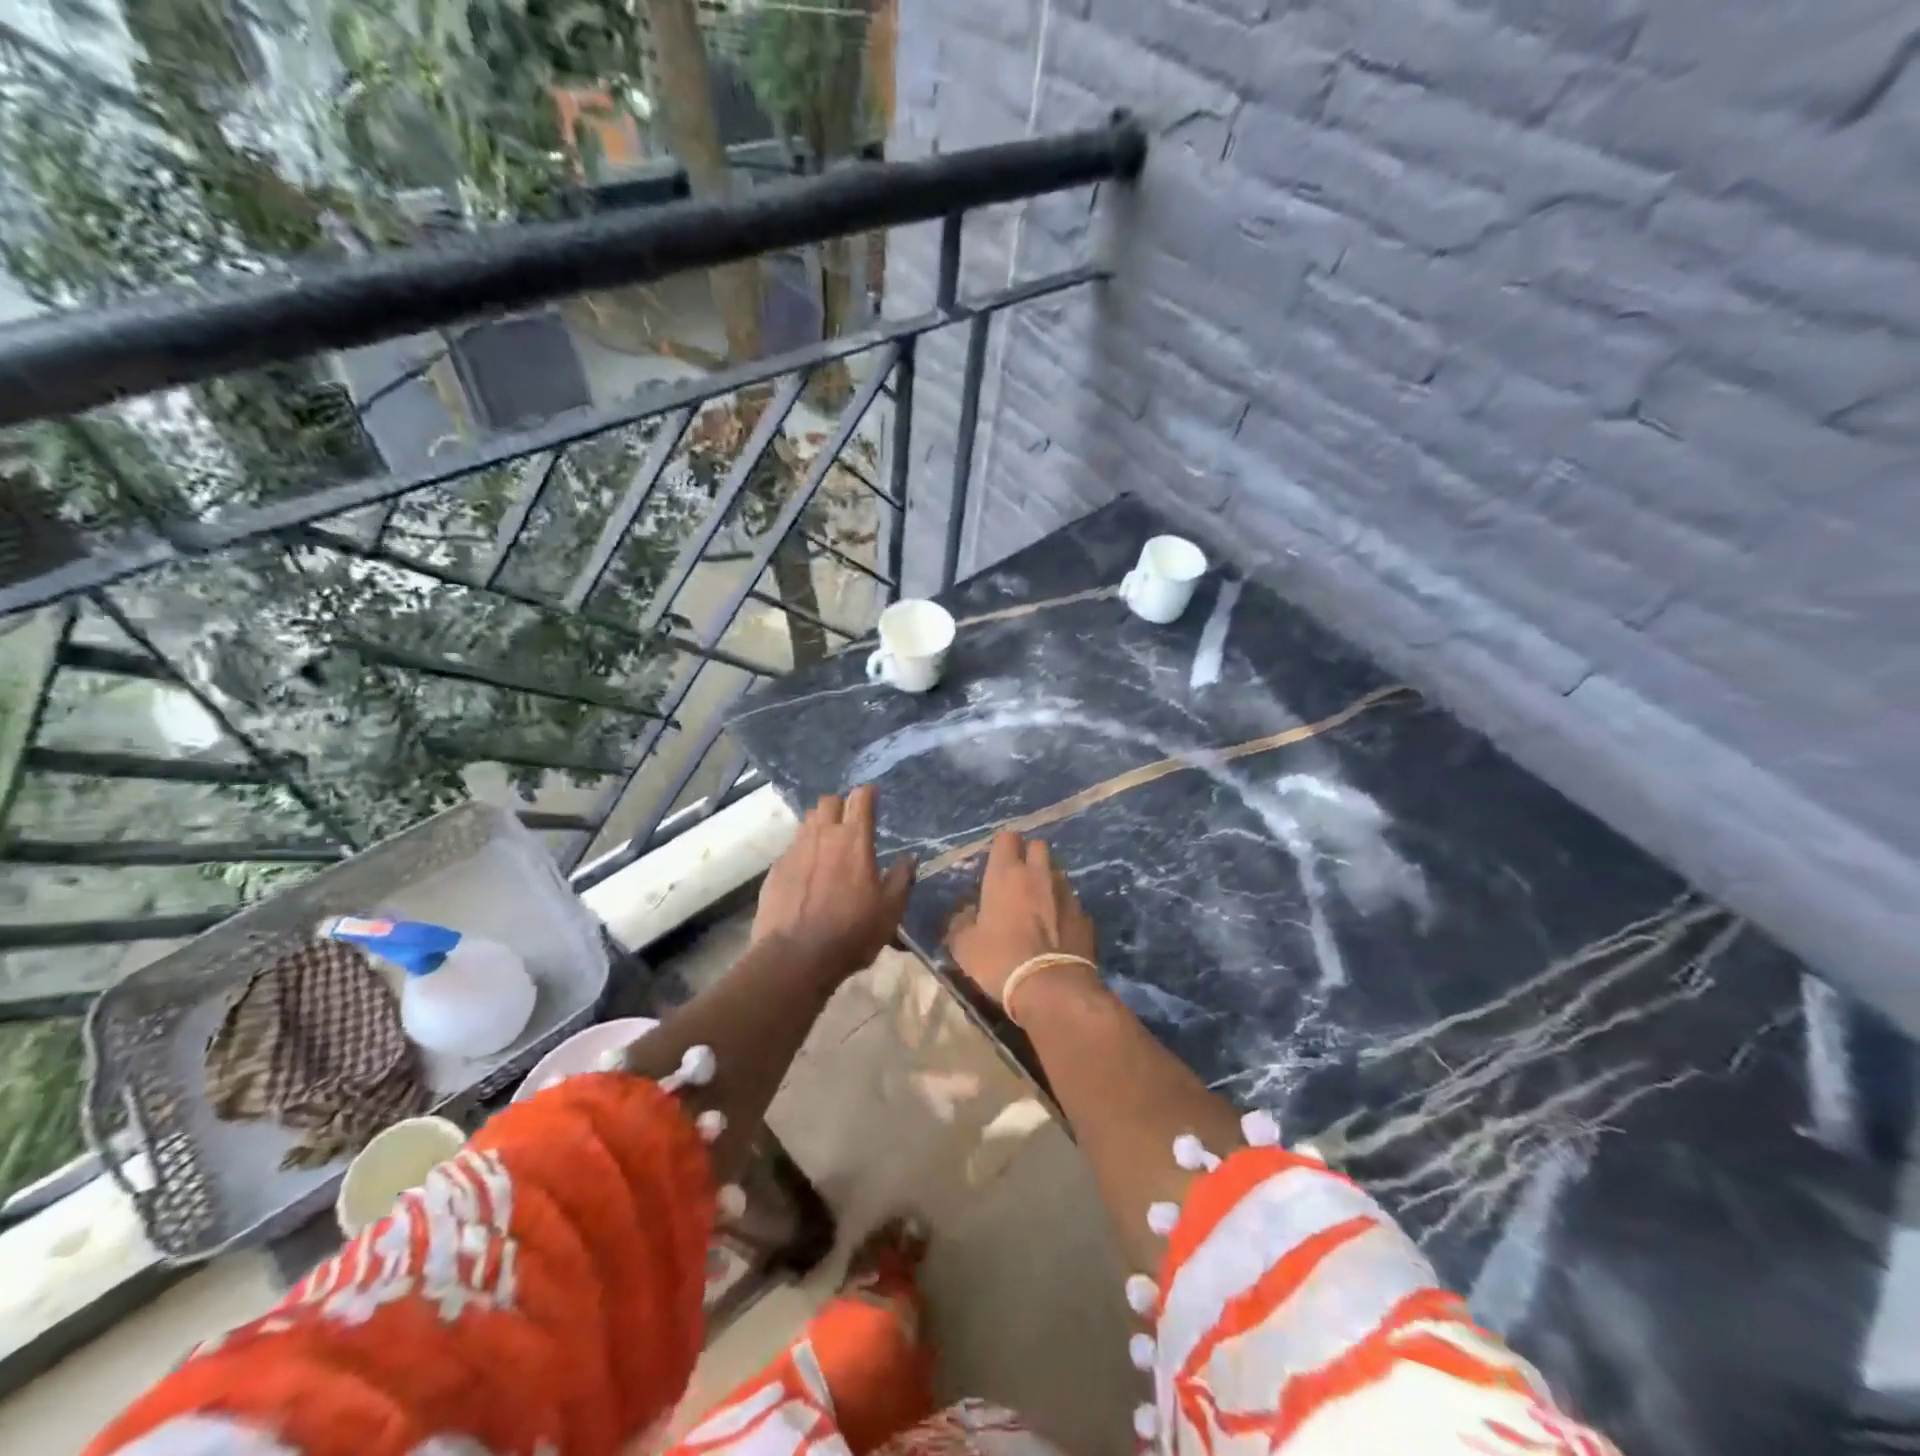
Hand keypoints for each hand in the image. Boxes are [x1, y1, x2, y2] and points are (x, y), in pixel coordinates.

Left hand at [754, 785, 915, 983]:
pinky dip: (803, 853)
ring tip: (828, 846)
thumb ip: (901, 879)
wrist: (795, 957)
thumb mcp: (889, 911)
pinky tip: (807, 875)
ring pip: (807, 822)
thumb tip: (910, 858)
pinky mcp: (775, 869)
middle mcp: (823, 835)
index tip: (873, 796)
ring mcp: (795, 850)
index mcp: (854, 840)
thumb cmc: (851, 933)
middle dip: (839, 805)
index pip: (860, 798)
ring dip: (820, 826)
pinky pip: (792, 849)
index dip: (868, 794)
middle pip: (828, 802)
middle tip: (849, 822)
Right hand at [946, 830, 1097, 1005]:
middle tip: (1017, 880)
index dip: (1001, 847)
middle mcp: (1039, 874)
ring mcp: (1067, 893)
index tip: (995, 863)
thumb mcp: (964, 946)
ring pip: (1057, 873)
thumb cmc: (1000, 960)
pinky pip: (1071, 902)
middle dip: (1028, 856)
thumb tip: (966, 913)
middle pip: (1038, 846)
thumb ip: (961, 922)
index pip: (1006, 838)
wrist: (1053, 988)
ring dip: (1047, 882)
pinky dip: (1063, 910)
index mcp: (1006, 874)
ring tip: (1038, 906)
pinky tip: (1056, 931)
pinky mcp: (1085, 916)